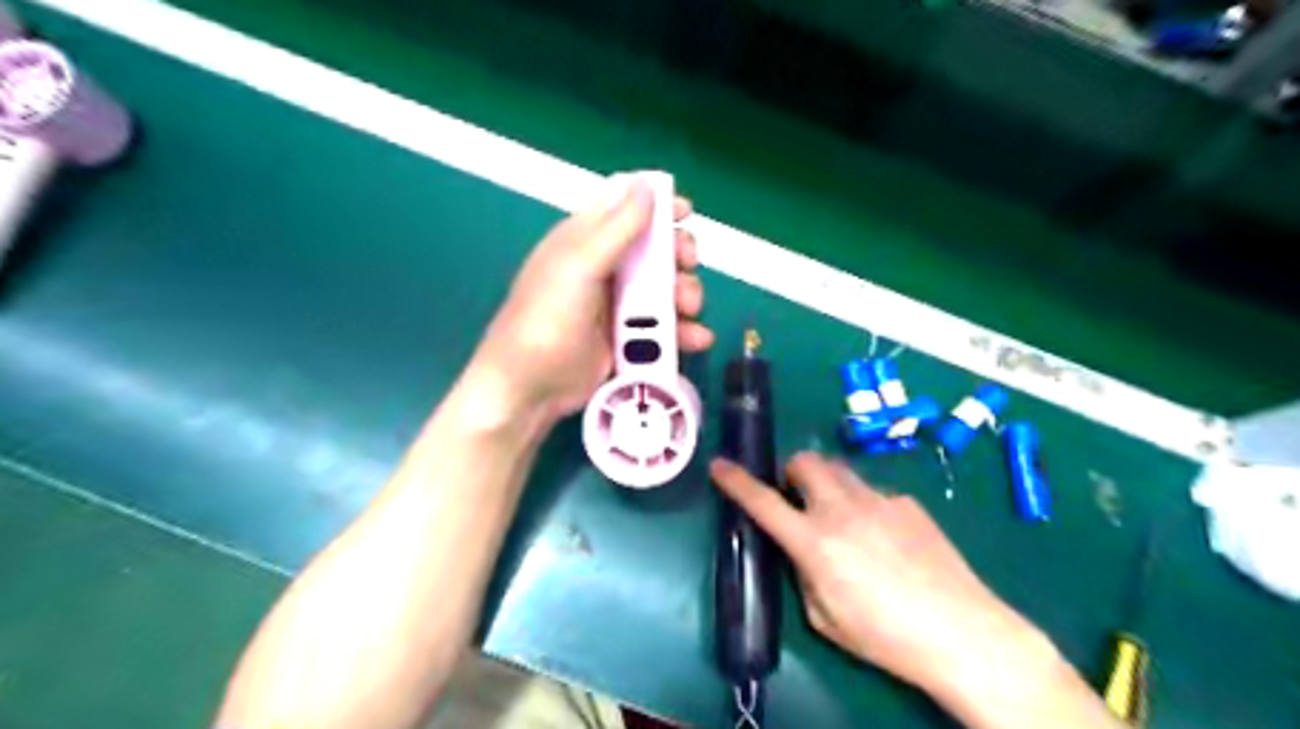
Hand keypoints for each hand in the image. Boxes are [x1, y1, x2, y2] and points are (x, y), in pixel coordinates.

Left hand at [473, 179, 708, 421]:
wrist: (530, 388)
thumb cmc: (547, 319)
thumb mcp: (580, 267)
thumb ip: (618, 227)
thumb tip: (648, 183)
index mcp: (585, 240)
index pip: (625, 207)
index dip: (657, 204)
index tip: (686, 213)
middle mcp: (604, 267)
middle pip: (655, 248)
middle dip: (678, 255)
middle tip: (687, 267)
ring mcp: (617, 305)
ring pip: (665, 288)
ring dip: (685, 295)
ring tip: (689, 311)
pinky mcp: (628, 338)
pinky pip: (664, 327)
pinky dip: (683, 332)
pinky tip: (696, 340)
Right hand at [706, 452, 1049, 696]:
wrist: (963, 632)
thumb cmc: (885, 636)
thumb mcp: (824, 617)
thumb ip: (803, 573)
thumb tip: (802, 550)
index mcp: (813, 541)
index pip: (762, 501)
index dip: (736, 481)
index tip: (720, 465)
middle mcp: (841, 508)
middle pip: (804, 462)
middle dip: (792, 472)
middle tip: (798, 498)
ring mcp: (878, 499)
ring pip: (838, 471)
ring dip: (826, 485)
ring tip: (841, 518)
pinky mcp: (906, 502)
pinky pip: (872, 492)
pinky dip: (864, 506)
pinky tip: (886, 540)